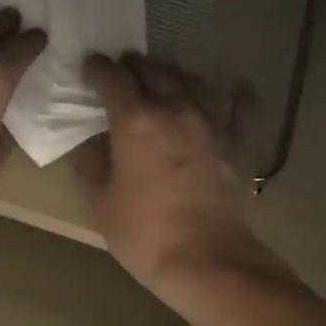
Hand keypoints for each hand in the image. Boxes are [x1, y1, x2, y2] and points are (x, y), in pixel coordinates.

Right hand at [76, 54, 290, 299]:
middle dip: (133, 66)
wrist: (206, 259)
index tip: (89, 66)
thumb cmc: (143, 233)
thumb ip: (91, 165)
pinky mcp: (237, 142)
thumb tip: (87, 143)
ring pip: (192, 81)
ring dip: (173, 74)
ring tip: (163, 77)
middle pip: (153, 72)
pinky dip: (234, 93)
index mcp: (135, 121)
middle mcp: (175, 109)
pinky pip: (239, 106)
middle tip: (121, 70)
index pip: (113, 79)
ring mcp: (211, 122)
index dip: (98, 69)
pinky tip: (234, 87)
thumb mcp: (101, 202)